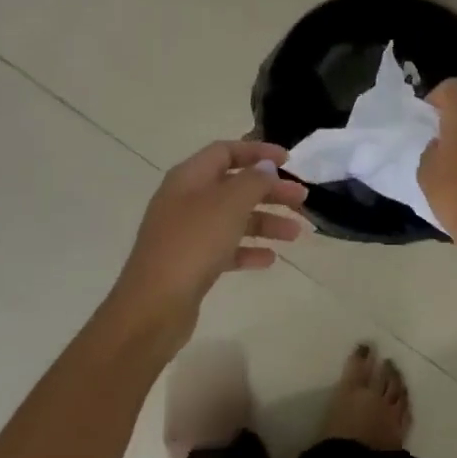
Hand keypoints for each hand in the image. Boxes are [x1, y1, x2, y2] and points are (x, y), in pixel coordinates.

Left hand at [110, 139, 308, 344]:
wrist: (154, 305)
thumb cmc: (193, 243)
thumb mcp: (229, 204)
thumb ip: (253, 181)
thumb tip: (265, 167)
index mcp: (189, 177)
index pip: (225, 151)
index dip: (257, 152)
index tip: (288, 161)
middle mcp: (186, 200)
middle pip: (233, 186)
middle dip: (269, 190)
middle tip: (302, 199)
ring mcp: (186, 233)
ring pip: (233, 218)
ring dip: (265, 221)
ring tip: (296, 233)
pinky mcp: (190, 263)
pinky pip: (225, 249)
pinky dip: (248, 250)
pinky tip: (270, 259)